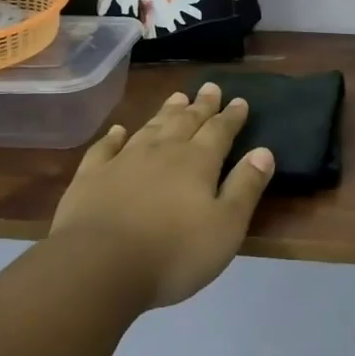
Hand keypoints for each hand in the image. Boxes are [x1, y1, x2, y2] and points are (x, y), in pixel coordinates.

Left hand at [51, 84, 274, 307]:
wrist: (98, 268)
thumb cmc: (173, 253)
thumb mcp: (226, 226)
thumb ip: (246, 187)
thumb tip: (264, 152)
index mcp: (198, 162)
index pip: (220, 131)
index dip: (231, 116)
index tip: (240, 101)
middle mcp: (163, 152)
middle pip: (186, 122)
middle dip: (201, 105)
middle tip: (210, 87)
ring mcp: (123, 161)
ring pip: (150, 128)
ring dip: (165, 112)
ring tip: (177, 97)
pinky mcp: (91, 178)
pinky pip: (105, 148)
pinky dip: (113, 137)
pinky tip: (118, 130)